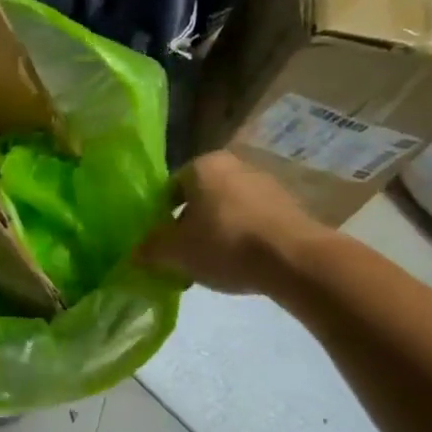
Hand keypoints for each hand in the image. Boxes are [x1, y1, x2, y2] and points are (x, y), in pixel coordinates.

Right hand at [133, 151, 328, 294]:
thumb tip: (135, 253)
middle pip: (200, 198)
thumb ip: (149, 249)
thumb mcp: (174, 251)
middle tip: (183, 255)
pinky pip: (254, 222)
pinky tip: (241, 265)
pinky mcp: (291, 207)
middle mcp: (235, 165)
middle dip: (189, 225)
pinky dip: (243, 239)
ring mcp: (267, 184)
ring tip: (212, 265)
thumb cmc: (225, 244)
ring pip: (227, 210)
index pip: (169, 188)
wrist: (296, 260)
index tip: (160, 243)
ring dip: (216, 233)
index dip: (160, 217)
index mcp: (202, 165)